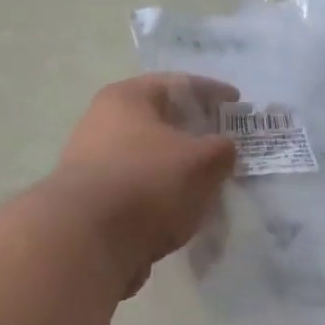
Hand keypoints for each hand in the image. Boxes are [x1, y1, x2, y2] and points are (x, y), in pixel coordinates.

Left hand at [56, 74, 238, 294]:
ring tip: (206, 185)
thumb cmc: (148, 182)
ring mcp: (91, 163)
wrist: (86, 241)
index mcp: (127, 98)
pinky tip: (180, 213)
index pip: (179, 84)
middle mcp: (101, 122)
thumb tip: (222, 150)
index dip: (213, 92)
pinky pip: (137, 190)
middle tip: (223, 147)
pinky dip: (160, 197)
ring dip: (177, 170)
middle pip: (160, 121)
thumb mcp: (202, 161)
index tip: (237, 104)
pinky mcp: (91, 202)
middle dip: (194, 134)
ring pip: (149, 159)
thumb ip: (221, 150)